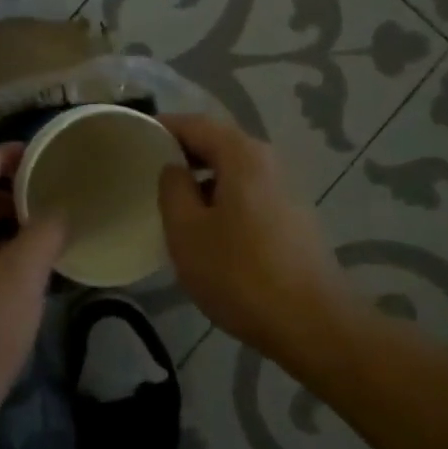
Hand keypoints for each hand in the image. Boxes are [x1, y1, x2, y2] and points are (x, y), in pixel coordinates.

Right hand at [157, 114, 339, 359]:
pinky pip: (247, 193)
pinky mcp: (292, 217)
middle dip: (181, 153)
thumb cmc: (240, 273)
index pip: (194, 123)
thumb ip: (172, 188)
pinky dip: (221, 199)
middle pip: (216, 143)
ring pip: (232, 171)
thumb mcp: (186, 231)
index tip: (133, 139)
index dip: (161, 127)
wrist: (314, 325)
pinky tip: (206, 230)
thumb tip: (174, 168)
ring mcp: (284, 189)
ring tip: (171, 203)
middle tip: (146, 172)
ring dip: (201, 180)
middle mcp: (267, 161)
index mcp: (241, 154)